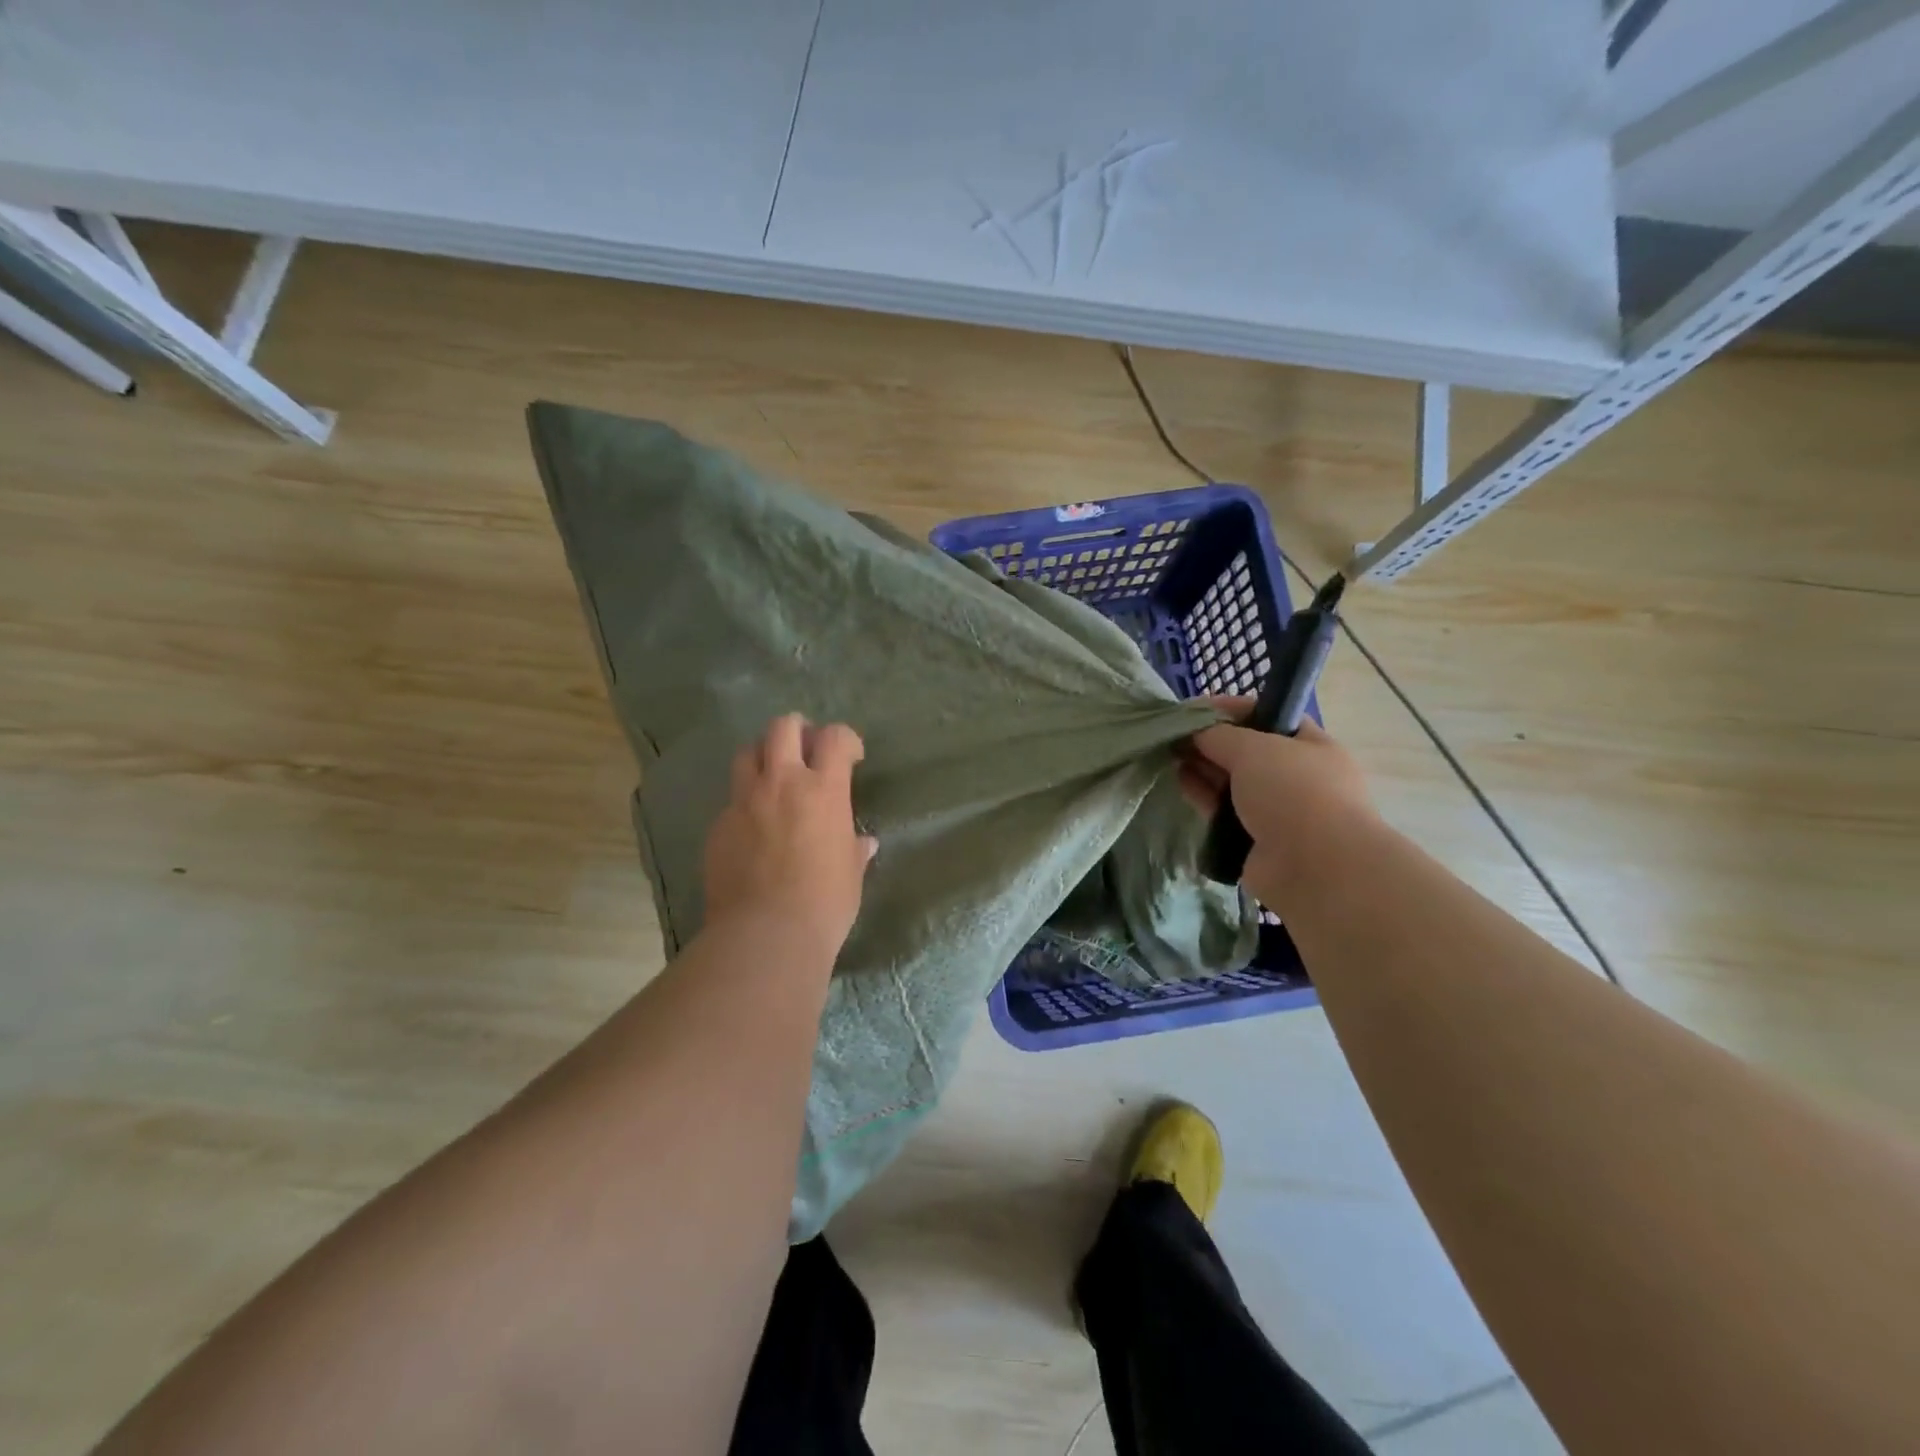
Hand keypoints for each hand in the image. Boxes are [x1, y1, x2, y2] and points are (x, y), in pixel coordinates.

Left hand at [702, 714, 877, 957]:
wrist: (766, 934)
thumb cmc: (825, 903)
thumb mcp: (851, 874)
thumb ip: (855, 850)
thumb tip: (864, 844)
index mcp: (823, 790)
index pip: (835, 738)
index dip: (845, 739)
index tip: (851, 756)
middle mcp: (781, 784)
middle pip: (782, 728)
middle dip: (797, 730)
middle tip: (806, 749)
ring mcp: (744, 802)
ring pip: (747, 753)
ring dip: (763, 756)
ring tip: (773, 777)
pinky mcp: (718, 827)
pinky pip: (731, 800)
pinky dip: (745, 802)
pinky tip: (753, 828)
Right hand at [1180, 697, 1377, 906]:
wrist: (1315, 868)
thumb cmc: (1293, 793)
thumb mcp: (1254, 748)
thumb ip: (1219, 734)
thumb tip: (1195, 732)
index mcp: (1310, 745)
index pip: (1265, 715)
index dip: (1228, 709)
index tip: (1192, 709)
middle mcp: (1296, 775)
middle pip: (1245, 750)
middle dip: (1210, 740)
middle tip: (1173, 735)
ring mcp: (1277, 809)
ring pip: (1232, 781)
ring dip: (1203, 768)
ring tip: (1169, 756)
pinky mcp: (1255, 838)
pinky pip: (1223, 810)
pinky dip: (1203, 796)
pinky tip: (1180, 783)